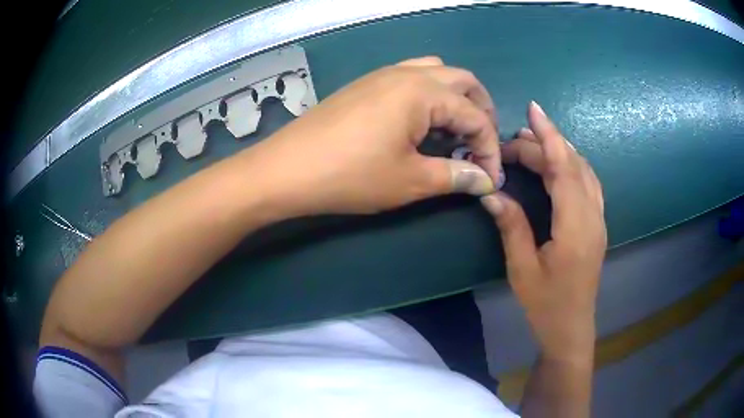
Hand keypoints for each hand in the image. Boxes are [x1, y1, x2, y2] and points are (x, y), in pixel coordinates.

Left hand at [251, 57, 502, 214]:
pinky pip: (411, 78)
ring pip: (436, 73)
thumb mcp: (410, 181)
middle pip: (463, 81)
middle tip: (478, 146)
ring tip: (453, 132)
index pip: (476, 115)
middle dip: (480, 112)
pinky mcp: (366, 84)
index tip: (490, 178)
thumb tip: (485, 179)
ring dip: (455, 99)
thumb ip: (455, 176)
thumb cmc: (350, 175)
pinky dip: (429, 96)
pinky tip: (421, 123)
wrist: (286, 169)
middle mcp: (406, 73)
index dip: (490, 148)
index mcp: (423, 91)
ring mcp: (383, 74)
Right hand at [481, 102, 606, 362]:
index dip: (549, 136)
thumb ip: (512, 226)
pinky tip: (557, 165)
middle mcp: (593, 215)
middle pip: (573, 166)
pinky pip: (588, 183)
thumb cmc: (546, 303)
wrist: (571, 328)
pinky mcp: (597, 224)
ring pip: (585, 171)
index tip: (533, 110)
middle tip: (512, 143)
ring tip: (533, 143)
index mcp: (575, 226)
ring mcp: (599, 219)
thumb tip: (492, 193)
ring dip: (561, 152)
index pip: (564, 168)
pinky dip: (572, 165)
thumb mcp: (522, 268)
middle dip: (545, 146)